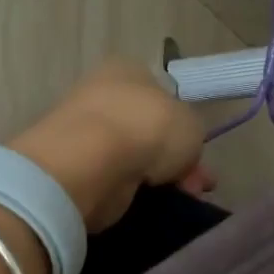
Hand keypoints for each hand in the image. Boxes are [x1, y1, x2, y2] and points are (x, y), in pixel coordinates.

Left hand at [11, 60, 209, 230]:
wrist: (92, 164)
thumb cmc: (148, 128)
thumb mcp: (192, 124)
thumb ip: (190, 134)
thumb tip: (180, 152)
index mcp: (128, 70)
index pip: (162, 96)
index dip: (184, 127)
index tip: (199, 156)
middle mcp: (103, 95)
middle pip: (150, 131)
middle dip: (176, 160)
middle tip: (196, 185)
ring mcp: (84, 132)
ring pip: (134, 158)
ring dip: (158, 178)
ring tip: (179, 199)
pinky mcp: (73, 167)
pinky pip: (114, 179)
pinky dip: (132, 191)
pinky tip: (150, 203)